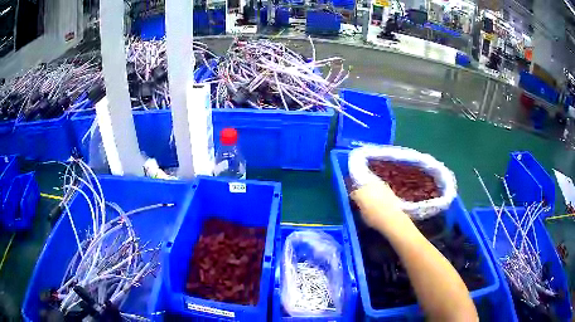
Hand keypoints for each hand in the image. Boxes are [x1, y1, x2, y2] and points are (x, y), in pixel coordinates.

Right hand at [350, 180, 408, 230]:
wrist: (391, 217)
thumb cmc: (374, 219)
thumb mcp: (362, 215)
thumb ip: (359, 207)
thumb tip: (360, 205)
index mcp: (358, 193)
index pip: (353, 194)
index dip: (354, 199)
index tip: (356, 204)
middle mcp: (367, 185)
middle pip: (362, 187)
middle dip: (362, 192)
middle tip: (364, 201)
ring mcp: (378, 184)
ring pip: (371, 185)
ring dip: (371, 190)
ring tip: (373, 199)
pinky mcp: (387, 186)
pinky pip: (380, 187)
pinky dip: (379, 192)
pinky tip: (381, 199)